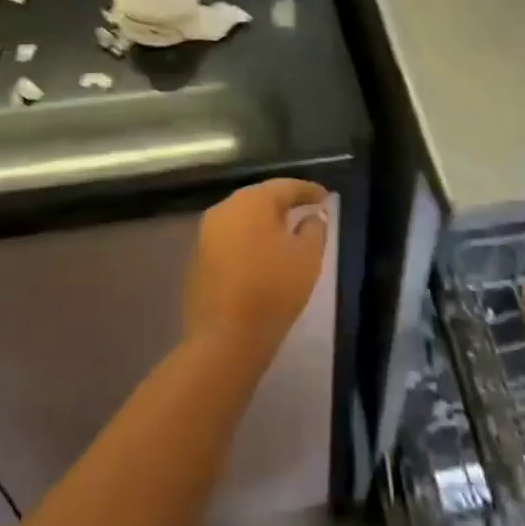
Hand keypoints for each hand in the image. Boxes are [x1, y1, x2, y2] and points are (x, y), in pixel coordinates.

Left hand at [183, 179, 329, 363]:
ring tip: (286, 231)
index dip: (308, 190)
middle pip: (260, 197)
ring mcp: (206, 232)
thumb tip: (312, 216)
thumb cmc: (273, 291)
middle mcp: (225, 208)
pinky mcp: (198, 256)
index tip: (326, 196)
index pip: (285, 186)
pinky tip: (261, 253)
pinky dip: (248, 239)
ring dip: (264, 221)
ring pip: (243, 217)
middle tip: (306, 209)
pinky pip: (230, 236)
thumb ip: (314, 229)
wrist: (225, 338)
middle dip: (284, 202)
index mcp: (252, 201)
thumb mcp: (307, 258)